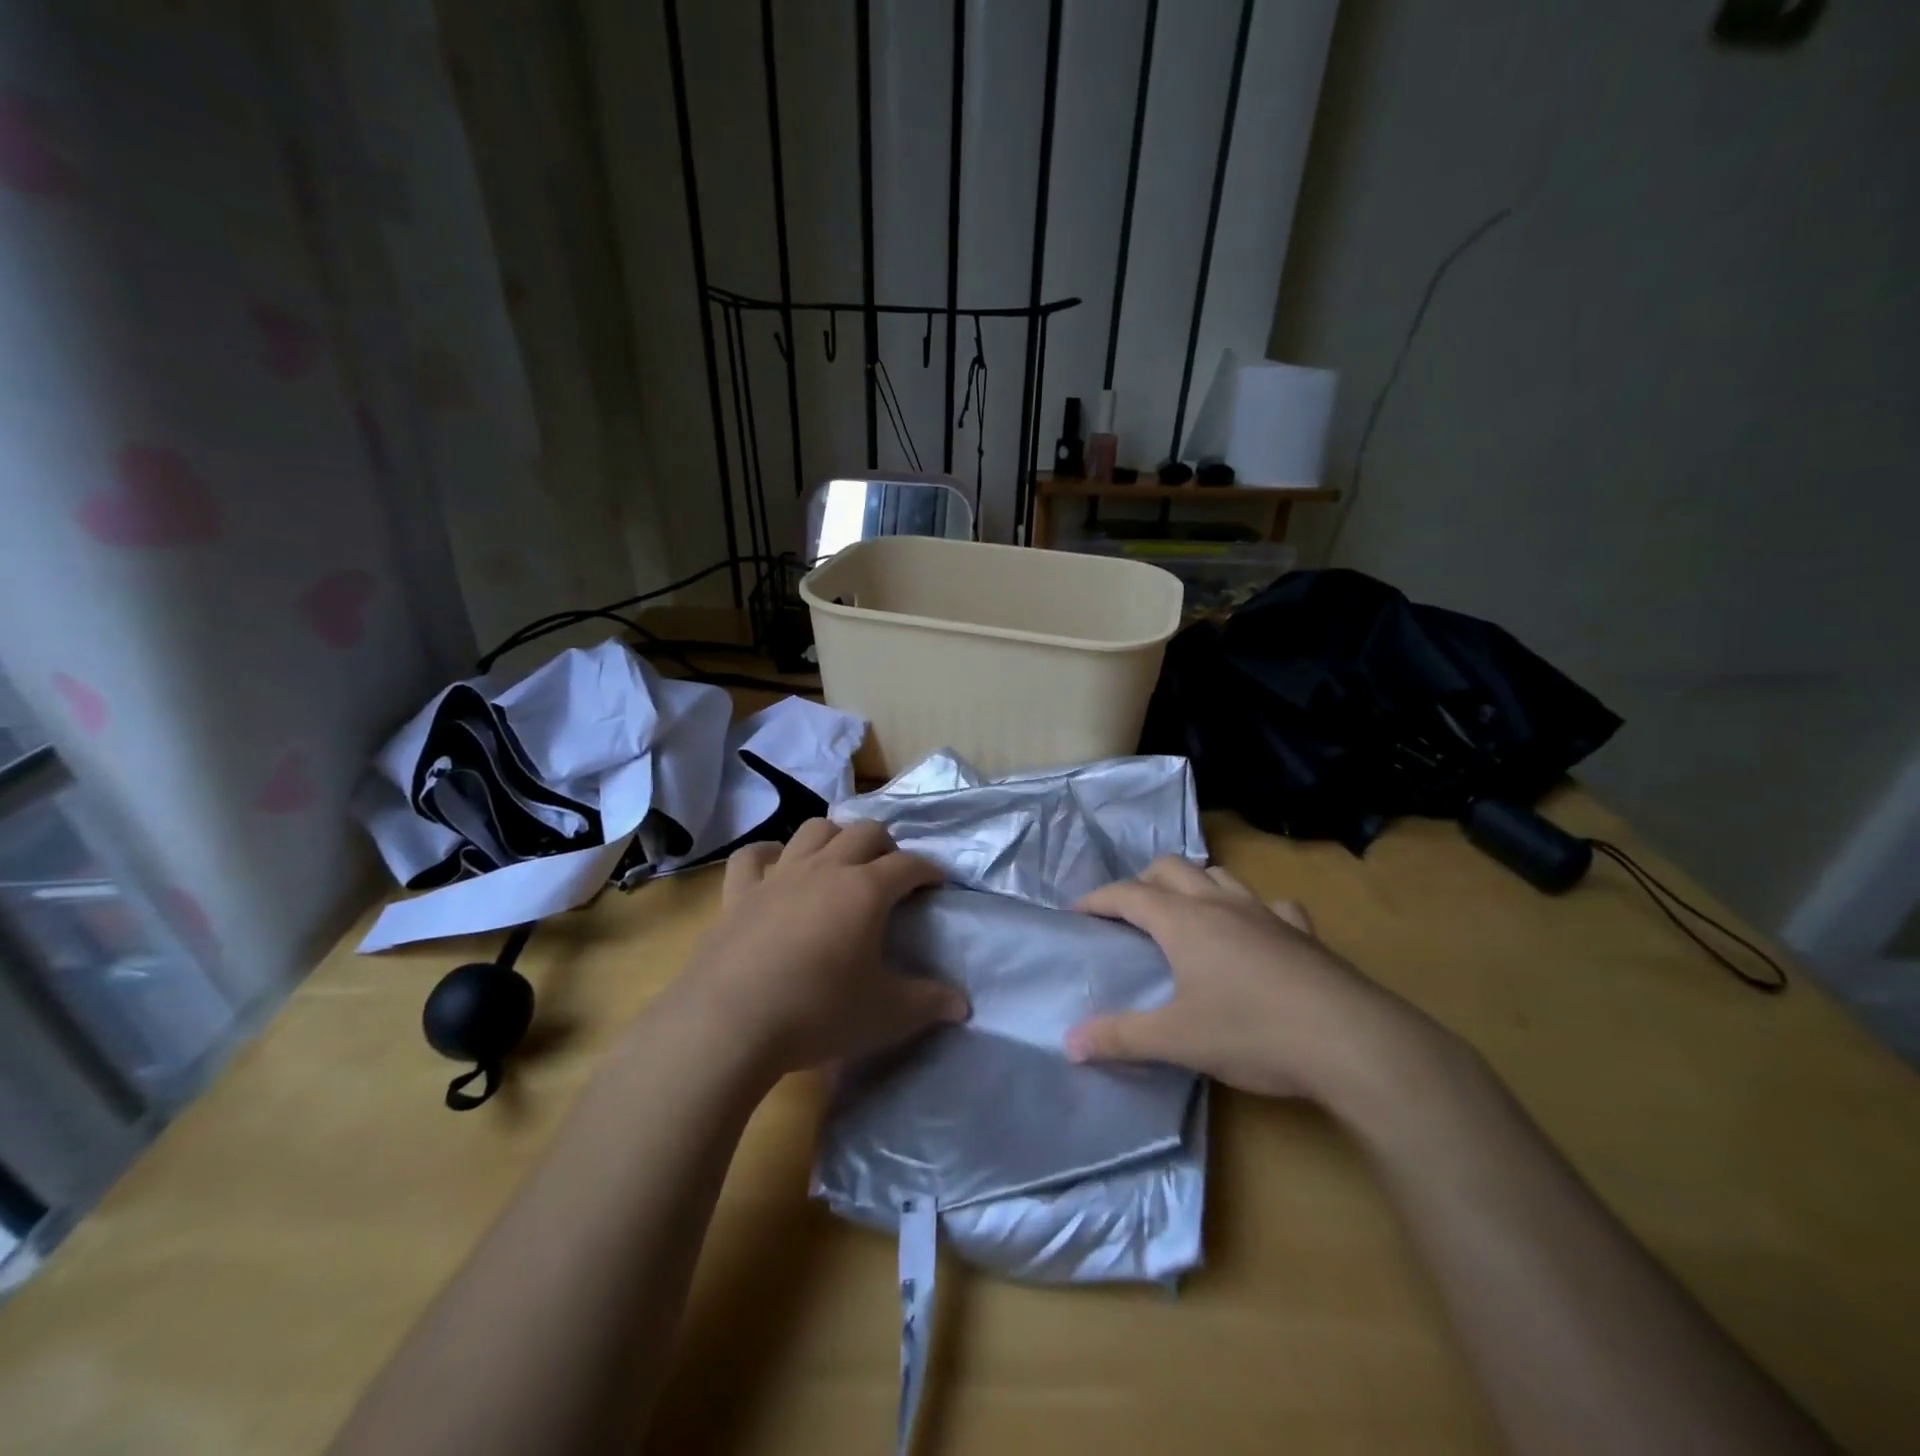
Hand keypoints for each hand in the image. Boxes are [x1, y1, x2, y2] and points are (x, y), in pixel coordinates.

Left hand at [667, 818, 967, 1078]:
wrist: (730, 1023)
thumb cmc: (818, 1013)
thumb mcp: (886, 1014)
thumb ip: (929, 1003)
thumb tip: (964, 1005)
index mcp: (865, 890)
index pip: (908, 864)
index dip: (928, 869)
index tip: (937, 882)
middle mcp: (825, 869)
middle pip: (864, 831)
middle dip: (886, 844)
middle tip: (891, 872)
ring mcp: (778, 876)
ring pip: (813, 829)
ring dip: (834, 836)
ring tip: (841, 862)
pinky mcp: (738, 893)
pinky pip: (752, 856)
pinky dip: (768, 854)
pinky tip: (775, 865)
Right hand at [1064, 857, 1441, 1105]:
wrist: (1352, 1042)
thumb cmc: (1253, 1033)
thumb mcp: (1177, 1040)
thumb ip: (1120, 1038)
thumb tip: (1069, 1043)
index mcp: (1183, 921)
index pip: (1128, 894)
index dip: (1097, 899)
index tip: (1076, 912)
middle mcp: (1220, 904)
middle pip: (1171, 868)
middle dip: (1143, 881)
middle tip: (1130, 914)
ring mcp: (1266, 913)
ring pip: (1220, 875)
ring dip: (1195, 885)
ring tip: (1187, 914)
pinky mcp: (1304, 933)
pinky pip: (1273, 905)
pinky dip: (1255, 911)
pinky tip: (1258, 933)